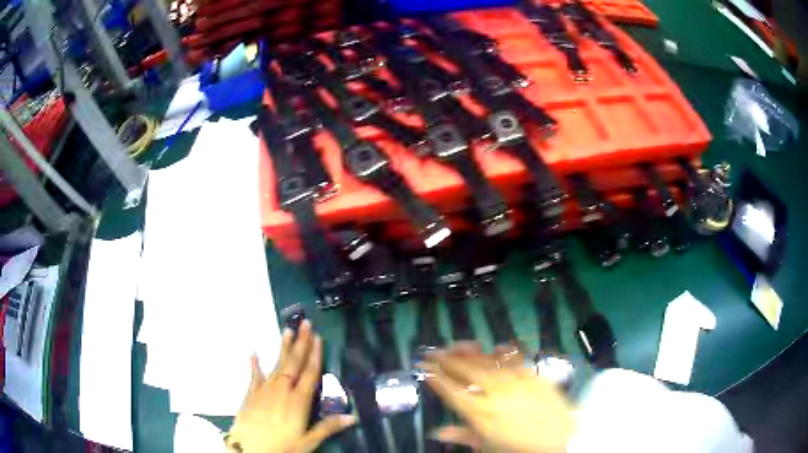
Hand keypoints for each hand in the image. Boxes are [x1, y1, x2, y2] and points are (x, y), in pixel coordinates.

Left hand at [226, 320, 355, 452]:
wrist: (249, 448)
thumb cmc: (282, 446)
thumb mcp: (308, 441)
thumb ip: (328, 427)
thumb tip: (353, 417)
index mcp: (299, 401)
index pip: (310, 373)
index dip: (315, 354)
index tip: (318, 337)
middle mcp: (282, 390)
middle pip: (294, 363)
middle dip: (301, 342)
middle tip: (305, 323)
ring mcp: (265, 389)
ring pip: (277, 364)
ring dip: (283, 347)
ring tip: (287, 330)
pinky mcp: (252, 393)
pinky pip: (255, 375)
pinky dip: (255, 364)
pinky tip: (254, 353)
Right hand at [421, 342, 573, 452]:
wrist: (559, 441)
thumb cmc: (518, 448)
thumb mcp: (485, 447)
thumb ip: (461, 436)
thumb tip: (436, 432)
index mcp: (479, 412)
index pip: (450, 389)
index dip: (434, 376)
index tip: (423, 366)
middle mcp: (494, 393)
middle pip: (465, 370)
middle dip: (446, 359)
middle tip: (433, 351)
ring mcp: (515, 381)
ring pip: (487, 361)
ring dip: (469, 352)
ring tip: (457, 345)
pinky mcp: (533, 375)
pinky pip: (515, 360)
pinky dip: (503, 352)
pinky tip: (495, 346)